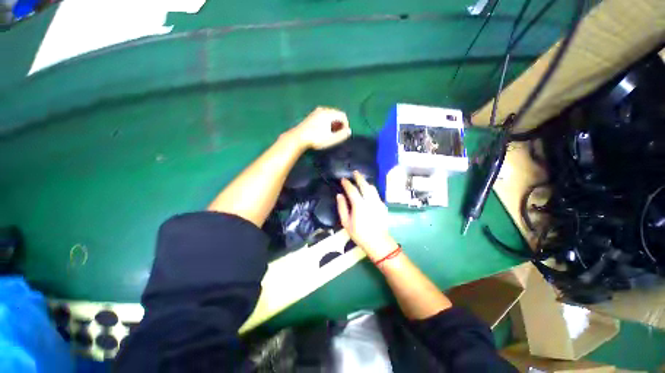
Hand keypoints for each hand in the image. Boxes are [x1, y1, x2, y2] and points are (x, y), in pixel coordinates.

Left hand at [289, 107, 351, 149]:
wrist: (298, 138)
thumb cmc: (316, 138)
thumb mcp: (331, 139)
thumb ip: (342, 135)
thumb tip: (349, 131)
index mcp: (329, 113)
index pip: (343, 115)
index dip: (346, 125)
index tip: (344, 134)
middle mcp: (323, 110)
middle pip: (336, 114)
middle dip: (339, 124)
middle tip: (338, 134)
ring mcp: (315, 112)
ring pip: (329, 115)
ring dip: (333, 124)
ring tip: (331, 133)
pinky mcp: (310, 116)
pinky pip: (323, 117)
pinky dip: (326, 123)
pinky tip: (323, 131)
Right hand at [336, 171, 398, 261]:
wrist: (378, 242)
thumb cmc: (359, 234)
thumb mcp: (346, 223)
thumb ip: (342, 207)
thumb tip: (339, 195)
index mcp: (359, 205)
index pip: (352, 190)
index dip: (347, 183)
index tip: (343, 179)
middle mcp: (370, 201)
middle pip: (364, 185)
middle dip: (359, 177)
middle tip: (354, 172)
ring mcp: (378, 202)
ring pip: (372, 188)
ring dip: (366, 182)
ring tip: (361, 180)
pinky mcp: (383, 205)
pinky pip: (376, 194)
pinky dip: (371, 190)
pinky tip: (368, 192)